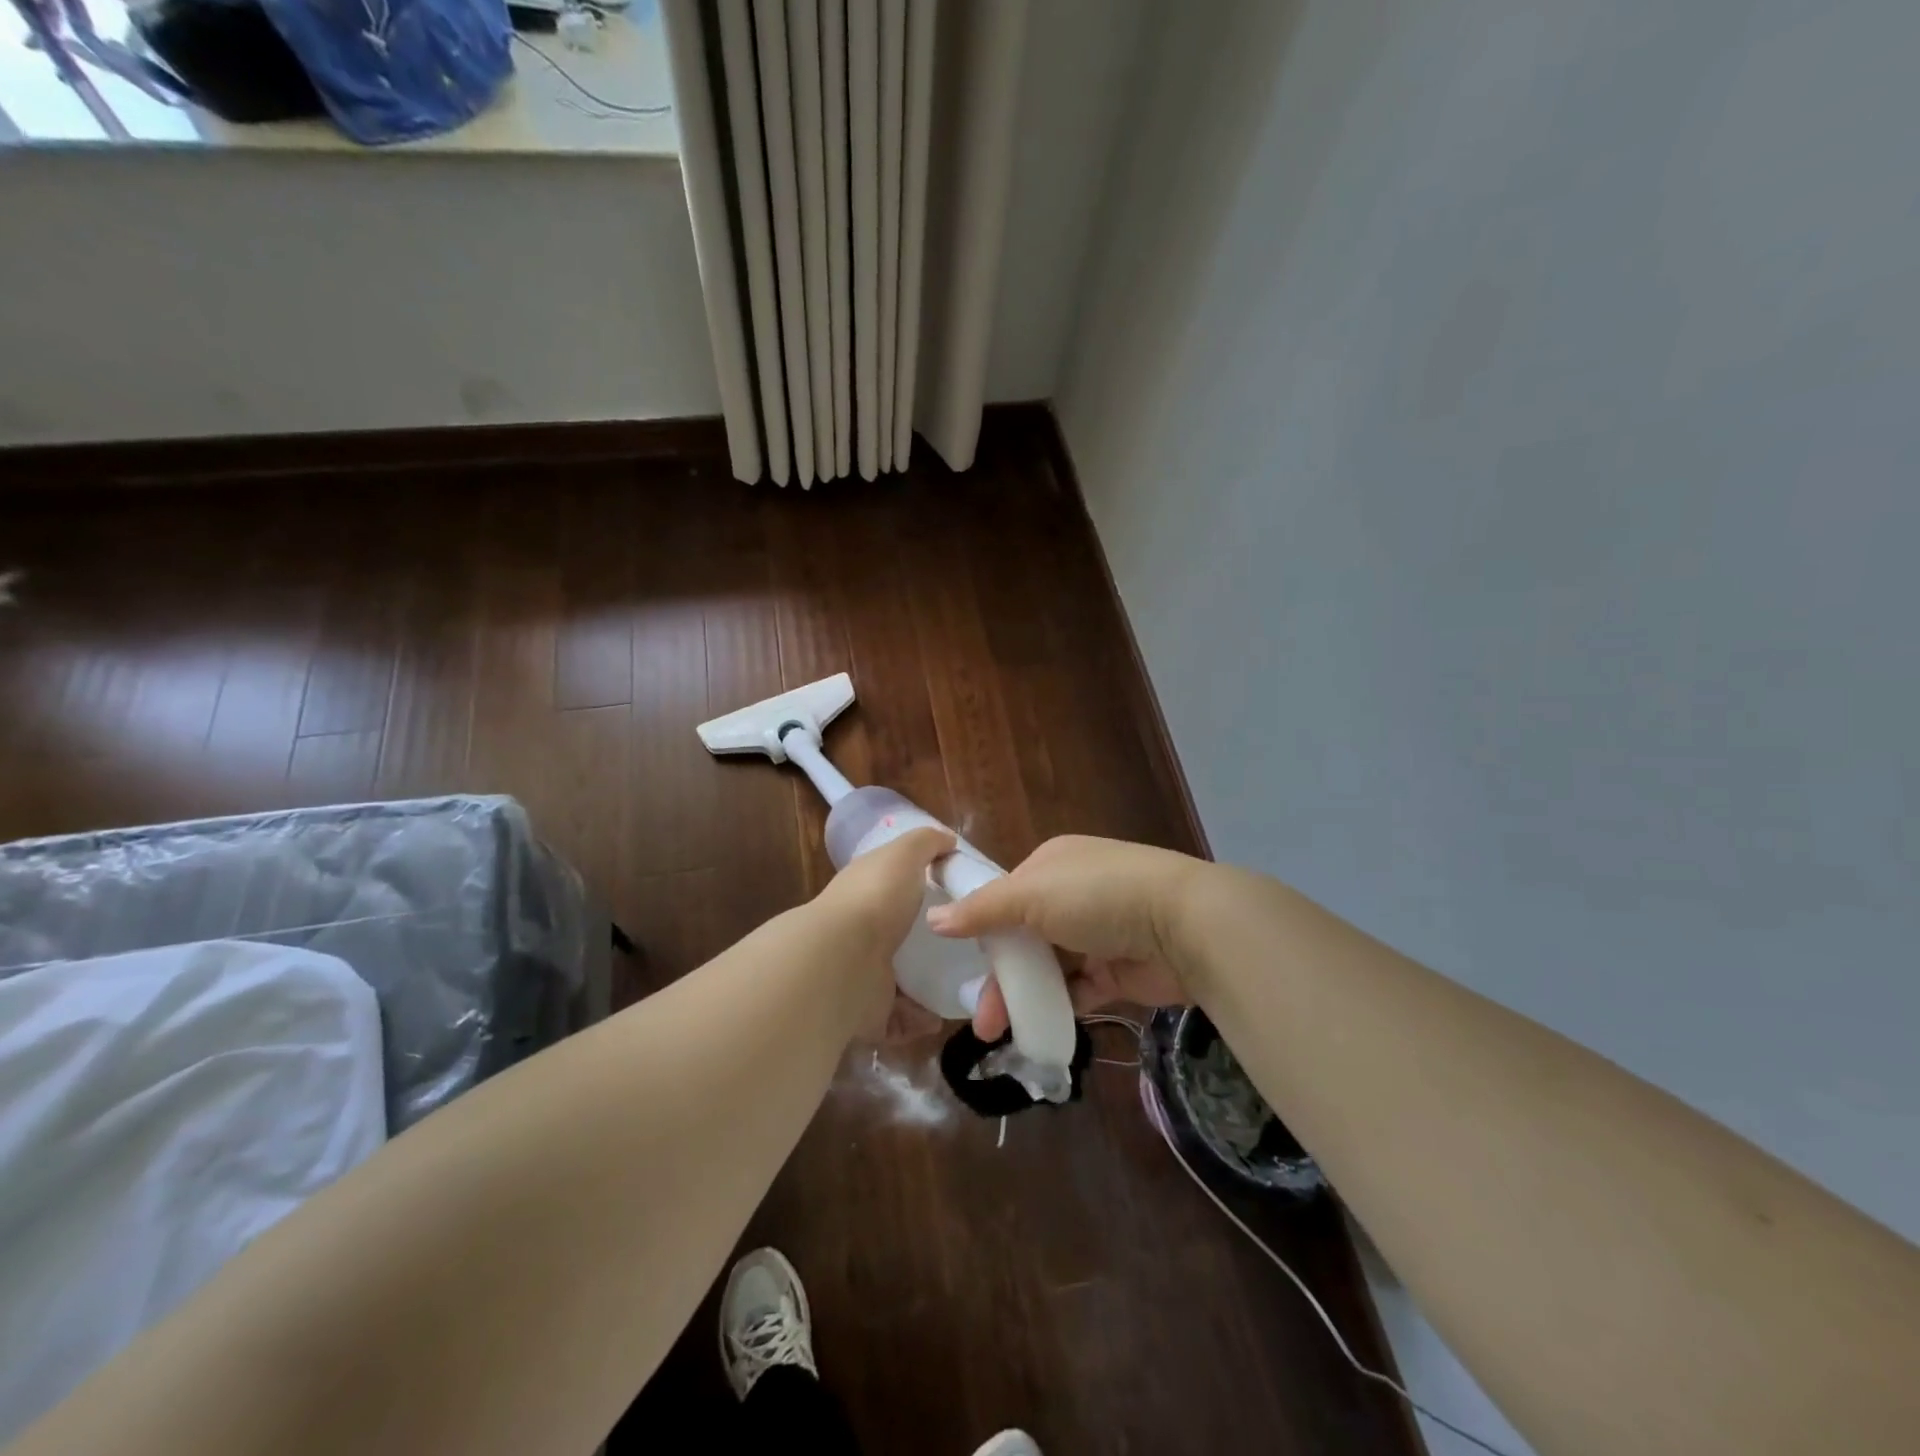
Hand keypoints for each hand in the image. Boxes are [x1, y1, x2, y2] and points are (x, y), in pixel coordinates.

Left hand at [810, 827, 955, 1038]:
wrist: (842, 961)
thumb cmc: (875, 900)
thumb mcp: (903, 855)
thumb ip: (926, 843)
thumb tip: (948, 840)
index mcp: (864, 893)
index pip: (891, 887)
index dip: (919, 888)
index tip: (957, 898)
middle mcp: (858, 933)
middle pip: (898, 936)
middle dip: (928, 944)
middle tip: (968, 948)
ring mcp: (860, 974)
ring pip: (900, 981)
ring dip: (928, 987)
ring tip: (964, 986)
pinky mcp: (865, 1012)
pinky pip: (898, 1019)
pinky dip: (918, 1019)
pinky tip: (942, 1014)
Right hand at [925, 835, 1203, 1038]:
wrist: (1182, 925)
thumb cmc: (1097, 897)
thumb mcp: (1030, 895)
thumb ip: (981, 910)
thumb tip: (933, 918)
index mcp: (1052, 864)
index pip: (1006, 897)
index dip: (983, 931)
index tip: (961, 965)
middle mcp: (1073, 894)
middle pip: (1025, 938)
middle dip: (1000, 977)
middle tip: (981, 1020)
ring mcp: (1098, 932)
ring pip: (1050, 968)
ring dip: (1026, 997)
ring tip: (1002, 1034)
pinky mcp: (1118, 970)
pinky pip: (1079, 989)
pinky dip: (1059, 1006)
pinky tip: (1039, 1029)